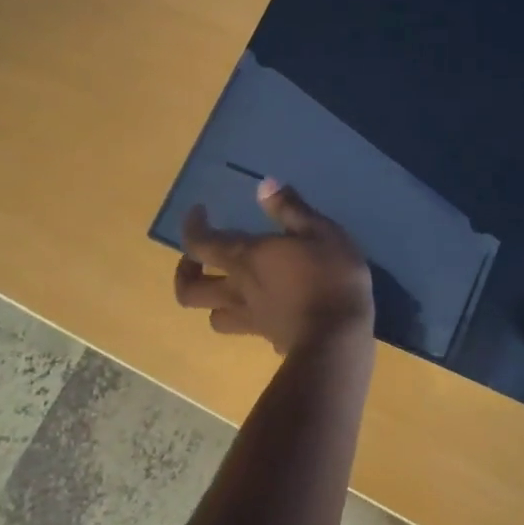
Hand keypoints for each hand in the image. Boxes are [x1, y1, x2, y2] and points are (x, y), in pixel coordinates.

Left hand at [174, 179, 374, 356]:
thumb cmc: (330, 277)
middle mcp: (238, 290)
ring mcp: (251, 320)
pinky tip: (264, 312)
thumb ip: (290, 209)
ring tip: (226, 288)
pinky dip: (246, 319)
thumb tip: (263, 185)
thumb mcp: (320, 232)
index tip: (199, 213)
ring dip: (211, 301)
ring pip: (212, 315)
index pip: (199, 244)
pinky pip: (246, 329)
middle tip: (196, 260)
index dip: (192, 227)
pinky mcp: (269, 339)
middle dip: (185, 272)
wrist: (338, 339)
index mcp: (246, 259)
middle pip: (189, 290)